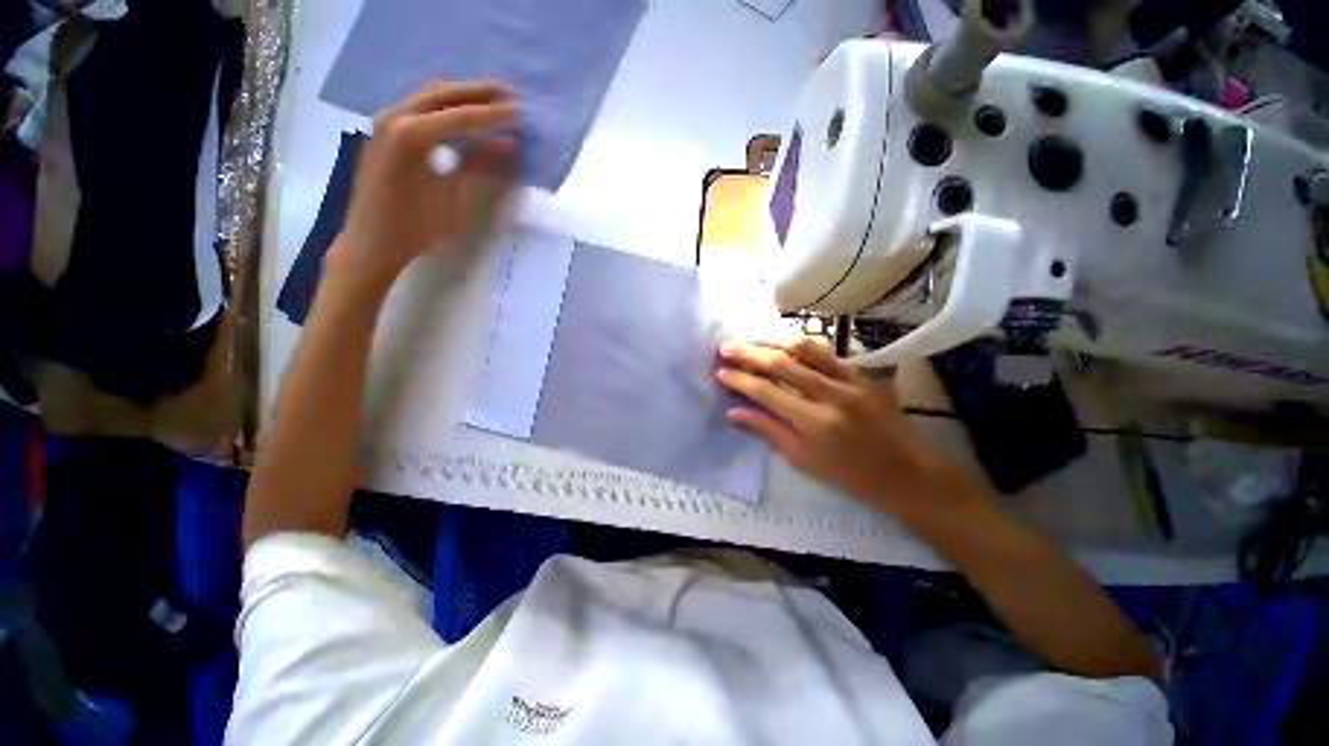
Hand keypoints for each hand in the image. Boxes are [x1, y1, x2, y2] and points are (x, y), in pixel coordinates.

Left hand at [333, 80, 518, 284]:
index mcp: (410, 136)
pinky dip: (445, 106)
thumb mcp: (454, 199)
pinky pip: (419, 106)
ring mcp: (385, 121)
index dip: (493, 114)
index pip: (460, 116)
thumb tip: (510, 144)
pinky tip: (463, 116)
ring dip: (462, 95)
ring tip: (493, 101)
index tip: (522, 112)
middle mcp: (394, 117)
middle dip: (479, 93)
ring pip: (429, 95)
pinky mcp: (384, 131)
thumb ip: (481, 166)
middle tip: (512, 95)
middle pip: (443, 93)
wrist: (372, 242)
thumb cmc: (416, 228)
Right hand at [717, 337, 987, 516]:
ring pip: (805, 348)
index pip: (766, 392)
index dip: (740, 380)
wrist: (909, 475)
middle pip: (782, 363)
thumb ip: (768, 430)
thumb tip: (734, 411)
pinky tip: (785, 345)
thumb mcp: (803, 460)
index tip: (720, 372)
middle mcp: (832, 395)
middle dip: (749, 353)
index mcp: (815, 423)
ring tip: (752, 340)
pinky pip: (827, 353)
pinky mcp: (864, 374)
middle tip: (726, 348)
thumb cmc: (851, 476)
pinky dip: (801, 346)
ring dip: (773, 340)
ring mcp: (851, 380)